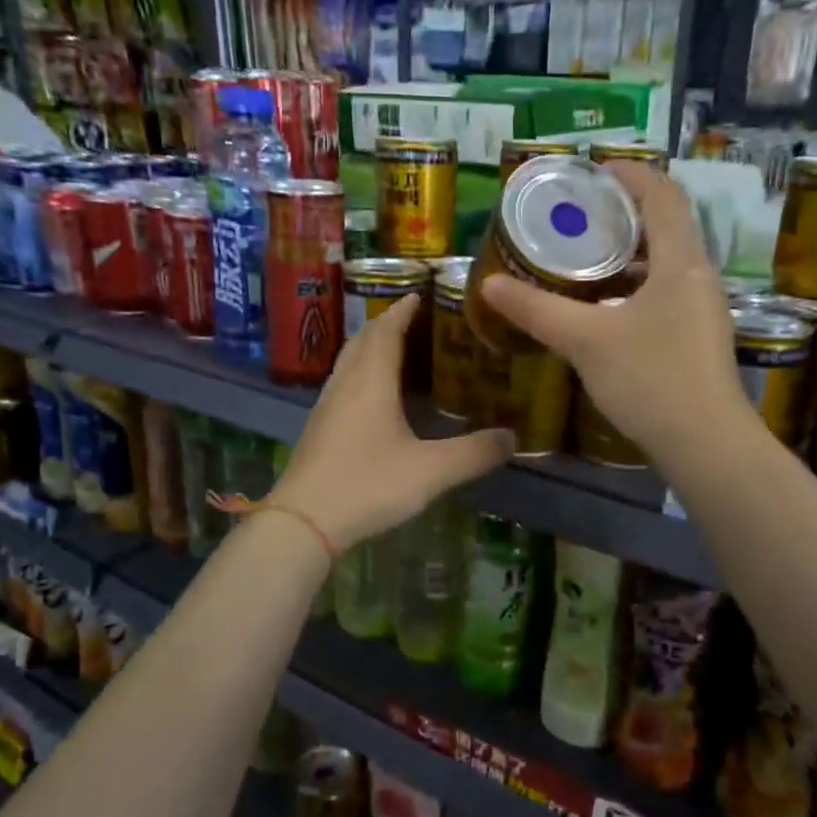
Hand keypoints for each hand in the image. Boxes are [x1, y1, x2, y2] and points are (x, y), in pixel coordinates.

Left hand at [269, 294, 513, 550]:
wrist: (303, 523)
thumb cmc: (368, 485)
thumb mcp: (432, 471)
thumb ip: (475, 453)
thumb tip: (513, 438)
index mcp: (371, 381)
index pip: (386, 329)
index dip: (404, 309)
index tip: (422, 293)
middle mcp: (346, 384)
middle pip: (364, 340)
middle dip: (388, 323)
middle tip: (418, 320)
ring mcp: (327, 407)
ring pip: (349, 362)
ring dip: (372, 348)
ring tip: (400, 351)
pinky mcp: (319, 429)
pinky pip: (343, 384)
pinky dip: (362, 374)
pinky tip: (375, 396)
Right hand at [479, 161, 754, 468]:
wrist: (704, 444)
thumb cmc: (650, 380)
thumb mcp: (585, 341)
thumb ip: (536, 310)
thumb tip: (488, 284)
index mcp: (681, 260)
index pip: (663, 193)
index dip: (630, 174)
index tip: (592, 171)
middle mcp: (699, 276)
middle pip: (666, 225)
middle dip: (623, 214)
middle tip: (577, 216)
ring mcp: (703, 309)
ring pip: (666, 263)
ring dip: (629, 254)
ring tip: (583, 259)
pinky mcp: (698, 338)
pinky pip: (666, 293)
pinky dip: (635, 287)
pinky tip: (603, 309)